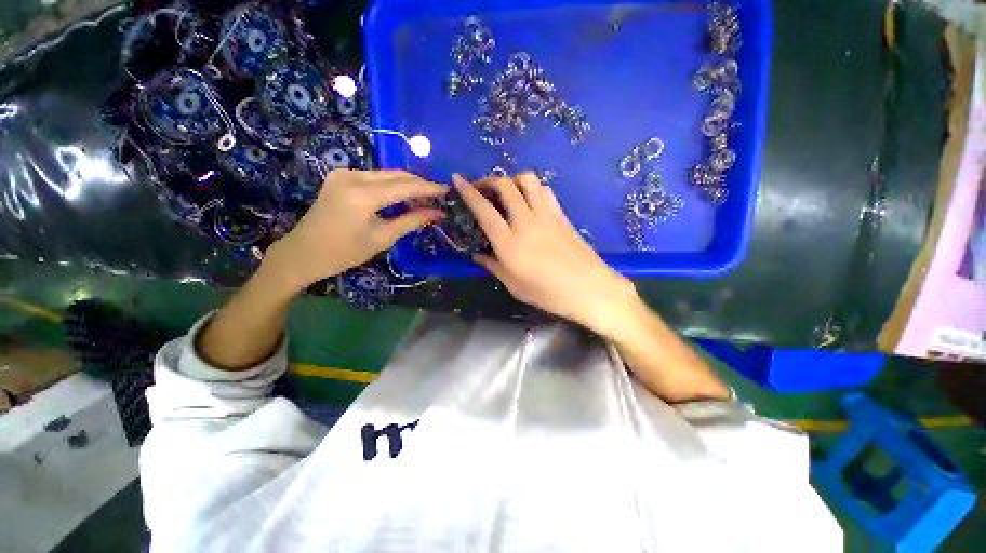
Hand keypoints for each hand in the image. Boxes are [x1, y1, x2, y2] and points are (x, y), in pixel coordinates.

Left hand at [263, 169, 444, 292]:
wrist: (303, 252)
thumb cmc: (344, 252)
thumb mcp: (383, 238)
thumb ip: (412, 221)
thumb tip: (438, 212)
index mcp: (362, 195)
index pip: (405, 186)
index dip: (429, 188)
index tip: (448, 190)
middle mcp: (352, 176)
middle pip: (396, 175)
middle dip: (420, 184)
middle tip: (439, 196)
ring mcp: (344, 173)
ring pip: (386, 174)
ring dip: (407, 184)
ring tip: (425, 198)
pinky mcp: (341, 176)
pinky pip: (375, 177)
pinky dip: (392, 185)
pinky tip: (403, 196)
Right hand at [454, 173, 639, 334]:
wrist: (589, 289)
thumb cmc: (548, 293)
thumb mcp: (514, 285)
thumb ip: (493, 266)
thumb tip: (477, 254)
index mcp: (509, 243)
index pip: (484, 210)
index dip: (468, 192)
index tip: (457, 180)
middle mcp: (526, 222)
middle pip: (505, 186)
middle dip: (489, 180)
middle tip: (482, 189)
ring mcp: (546, 215)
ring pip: (527, 180)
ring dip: (512, 179)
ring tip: (507, 192)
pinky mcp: (561, 214)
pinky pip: (544, 190)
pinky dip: (532, 188)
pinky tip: (529, 200)